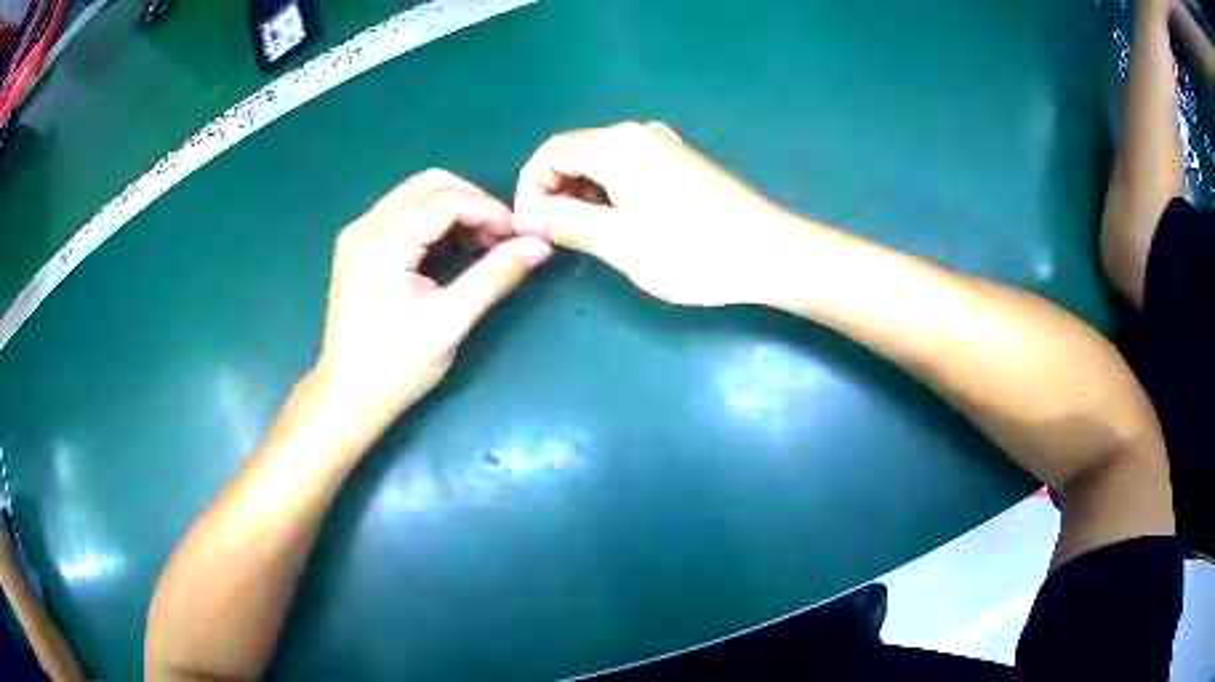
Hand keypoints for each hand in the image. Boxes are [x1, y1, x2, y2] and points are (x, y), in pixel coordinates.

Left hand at [313, 169, 551, 440]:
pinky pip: (402, 212)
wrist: (348, 397)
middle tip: (501, 237)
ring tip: (482, 244)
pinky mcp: (357, 246)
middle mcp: (365, 226)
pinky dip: (434, 220)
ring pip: (416, 194)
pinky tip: (452, 248)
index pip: (446, 200)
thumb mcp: (450, 322)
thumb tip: (539, 246)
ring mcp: (357, 234)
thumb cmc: (396, 366)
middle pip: (430, 184)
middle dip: (473, 202)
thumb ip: (495, 276)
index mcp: (382, 242)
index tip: (519, 236)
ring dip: (455, 208)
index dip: (489, 211)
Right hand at [513, 122, 796, 306]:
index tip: (529, 230)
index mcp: (618, 145)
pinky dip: (608, 193)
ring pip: (600, 162)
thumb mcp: (621, 242)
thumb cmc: (695, 251)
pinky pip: (626, 169)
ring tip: (584, 236)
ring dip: (580, 195)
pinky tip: (617, 222)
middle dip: (553, 192)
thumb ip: (567, 222)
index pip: (550, 152)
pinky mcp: (679, 163)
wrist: (771, 253)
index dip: (529, 189)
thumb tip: (531, 215)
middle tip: (554, 238)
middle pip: (574, 153)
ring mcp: (663, 146)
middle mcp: (638, 133)